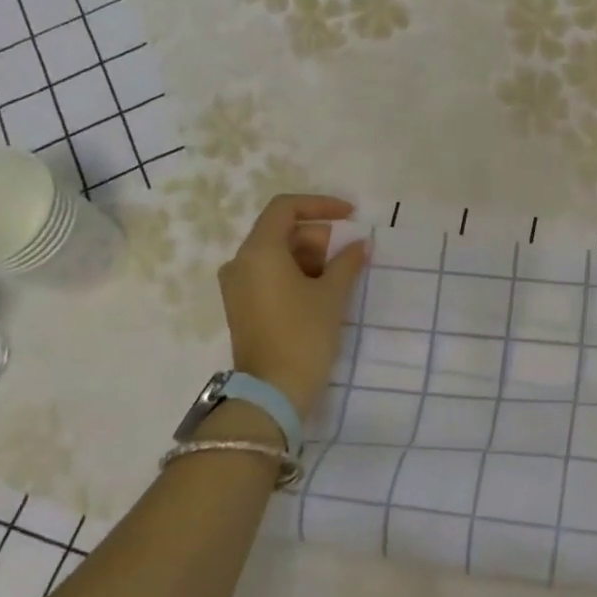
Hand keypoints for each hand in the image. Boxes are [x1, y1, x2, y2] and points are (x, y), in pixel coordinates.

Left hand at [216, 195, 366, 418]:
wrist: (273, 391)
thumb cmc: (304, 335)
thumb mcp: (332, 295)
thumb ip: (347, 262)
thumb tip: (360, 244)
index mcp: (259, 251)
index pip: (286, 208)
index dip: (321, 205)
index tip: (351, 216)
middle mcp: (240, 262)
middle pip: (281, 231)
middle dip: (318, 237)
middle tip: (347, 258)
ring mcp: (237, 285)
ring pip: (276, 254)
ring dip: (309, 257)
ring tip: (337, 279)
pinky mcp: (242, 305)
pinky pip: (269, 275)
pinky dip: (295, 274)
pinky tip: (320, 292)